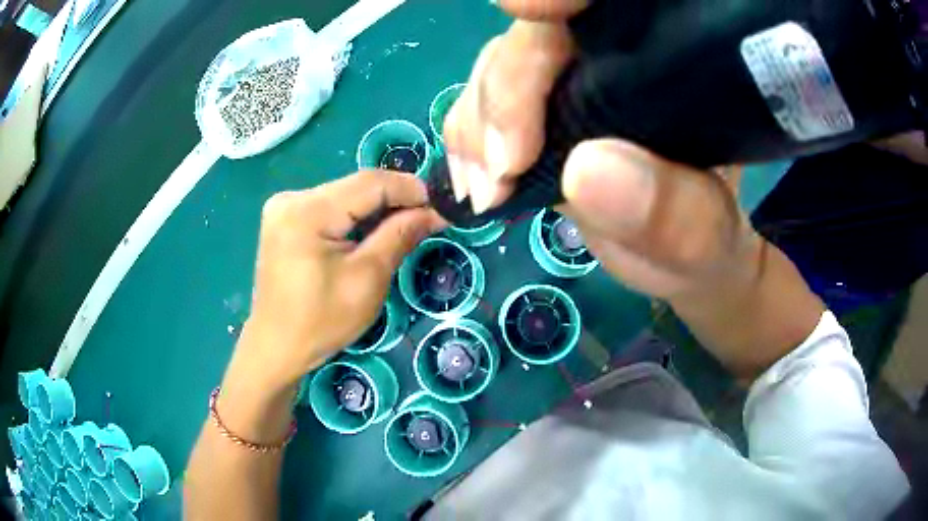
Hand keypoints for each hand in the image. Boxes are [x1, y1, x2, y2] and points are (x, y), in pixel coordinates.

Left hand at [234, 171, 444, 390]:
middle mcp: (291, 198)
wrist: (276, 347)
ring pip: (344, 195)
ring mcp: (283, 207)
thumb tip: (434, 212)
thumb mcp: (367, 279)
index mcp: (307, 212)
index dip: (410, 188)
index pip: (369, 183)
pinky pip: (329, 207)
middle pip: (355, 187)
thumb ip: (399, 236)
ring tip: (406, 225)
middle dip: (395, 199)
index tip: (441, 203)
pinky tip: (371, 232)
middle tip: (428, 217)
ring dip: (376, 208)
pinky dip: (354, 216)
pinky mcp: (284, 219)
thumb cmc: (321, 322)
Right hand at [445, 0, 758, 300]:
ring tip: (489, 193)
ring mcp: (573, 78)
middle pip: (538, 35)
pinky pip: (484, 100)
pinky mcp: (541, 105)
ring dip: (479, 125)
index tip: (526, 12)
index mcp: (673, 66)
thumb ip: (671, 213)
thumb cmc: (702, 243)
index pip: (606, 4)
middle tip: (503, 174)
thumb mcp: (703, 241)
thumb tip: (586, 168)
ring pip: (501, 64)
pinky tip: (476, 181)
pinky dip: (468, 139)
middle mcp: (618, 57)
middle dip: (507, 92)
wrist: (681, 252)